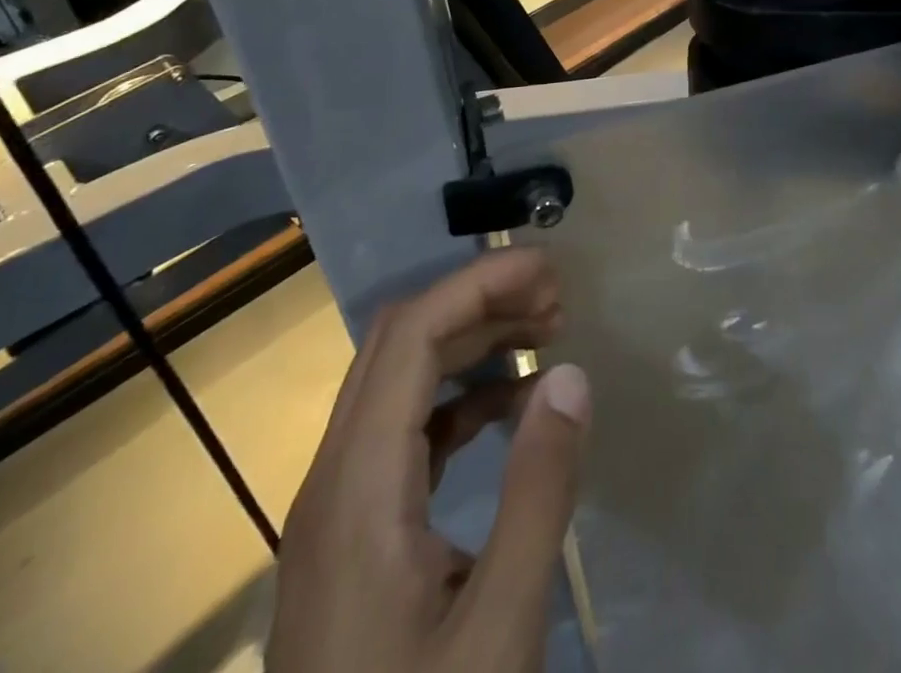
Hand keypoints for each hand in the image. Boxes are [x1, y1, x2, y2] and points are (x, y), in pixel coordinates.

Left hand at [268, 249, 590, 672]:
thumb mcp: (499, 632)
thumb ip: (538, 494)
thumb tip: (570, 374)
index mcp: (355, 493)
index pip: (410, 337)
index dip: (478, 284)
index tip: (547, 268)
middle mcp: (331, 482)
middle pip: (398, 345)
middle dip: (478, 302)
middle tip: (555, 300)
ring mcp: (334, 510)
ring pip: (397, 381)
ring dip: (468, 343)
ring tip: (543, 335)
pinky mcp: (351, 536)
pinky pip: (402, 431)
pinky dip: (458, 398)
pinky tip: (509, 405)